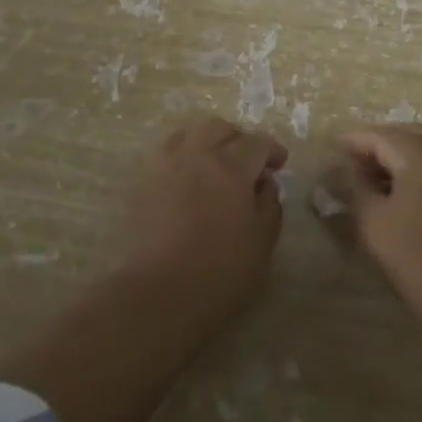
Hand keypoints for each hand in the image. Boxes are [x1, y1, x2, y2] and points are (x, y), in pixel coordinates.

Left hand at [119, 116, 288, 320]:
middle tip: (247, 162)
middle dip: (238, 139)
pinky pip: (166, 156)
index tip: (279, 164)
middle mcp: (197, 155)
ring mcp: (165, 166)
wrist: (158, 293)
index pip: (257, 142)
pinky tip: (187, 182)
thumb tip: (265, 183)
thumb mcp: (262, 241)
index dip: (272, 150)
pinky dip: (182, 158)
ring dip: (207, 143)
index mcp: (232, 166)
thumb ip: (269, 204)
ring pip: (188, 135)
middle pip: (219, 128)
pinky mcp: (143, 184)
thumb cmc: (220, 270)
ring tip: (214, 166)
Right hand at [334, 123, 421, 334]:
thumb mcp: (374, 223)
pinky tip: (401, 192)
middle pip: (409, 136)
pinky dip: (418, 168)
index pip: (383, 137)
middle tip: (353, 159)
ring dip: (400, 155)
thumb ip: (353, 188)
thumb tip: (336, 166)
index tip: (332, 147)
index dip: (355, 140)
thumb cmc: (419, 259)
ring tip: (372, 177)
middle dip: (380, 142)